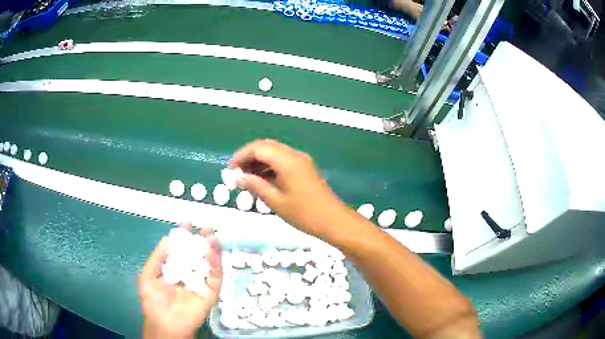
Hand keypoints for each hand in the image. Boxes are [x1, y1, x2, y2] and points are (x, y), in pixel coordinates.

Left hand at [138, 223, 222, 337]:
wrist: (165, 323)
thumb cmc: (153, 300)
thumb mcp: (148, 275)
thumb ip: (158, 257)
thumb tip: (169, 237)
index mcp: (175, 268)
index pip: (182, 248)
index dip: (184, 234)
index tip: (186, 221)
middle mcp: (190, 272)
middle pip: (199, 253)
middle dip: (202, 238)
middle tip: (205, 225)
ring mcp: (202, 282)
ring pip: (211, 262)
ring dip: (213, 248)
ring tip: (210, 235)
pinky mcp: (212, 292)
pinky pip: (216, 276)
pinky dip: (216, 263)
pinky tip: (211, 252)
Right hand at [231, 139, 351, 238]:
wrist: (333, 220)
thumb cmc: (304, 213)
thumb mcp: (276, 201)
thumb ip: (255, 186)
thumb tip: (238, 178)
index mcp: (287, 161)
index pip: (259, 148)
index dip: (241, 155)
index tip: (230, 169)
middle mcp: (294, 155)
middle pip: (266, 147)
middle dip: (249, 157)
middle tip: (236, 173)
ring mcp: (301, 161)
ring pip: (275, 154)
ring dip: (259, 162)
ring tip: (246, 179)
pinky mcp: (305, 169)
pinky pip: (283, 162)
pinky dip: (270, 168)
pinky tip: (262, 181)